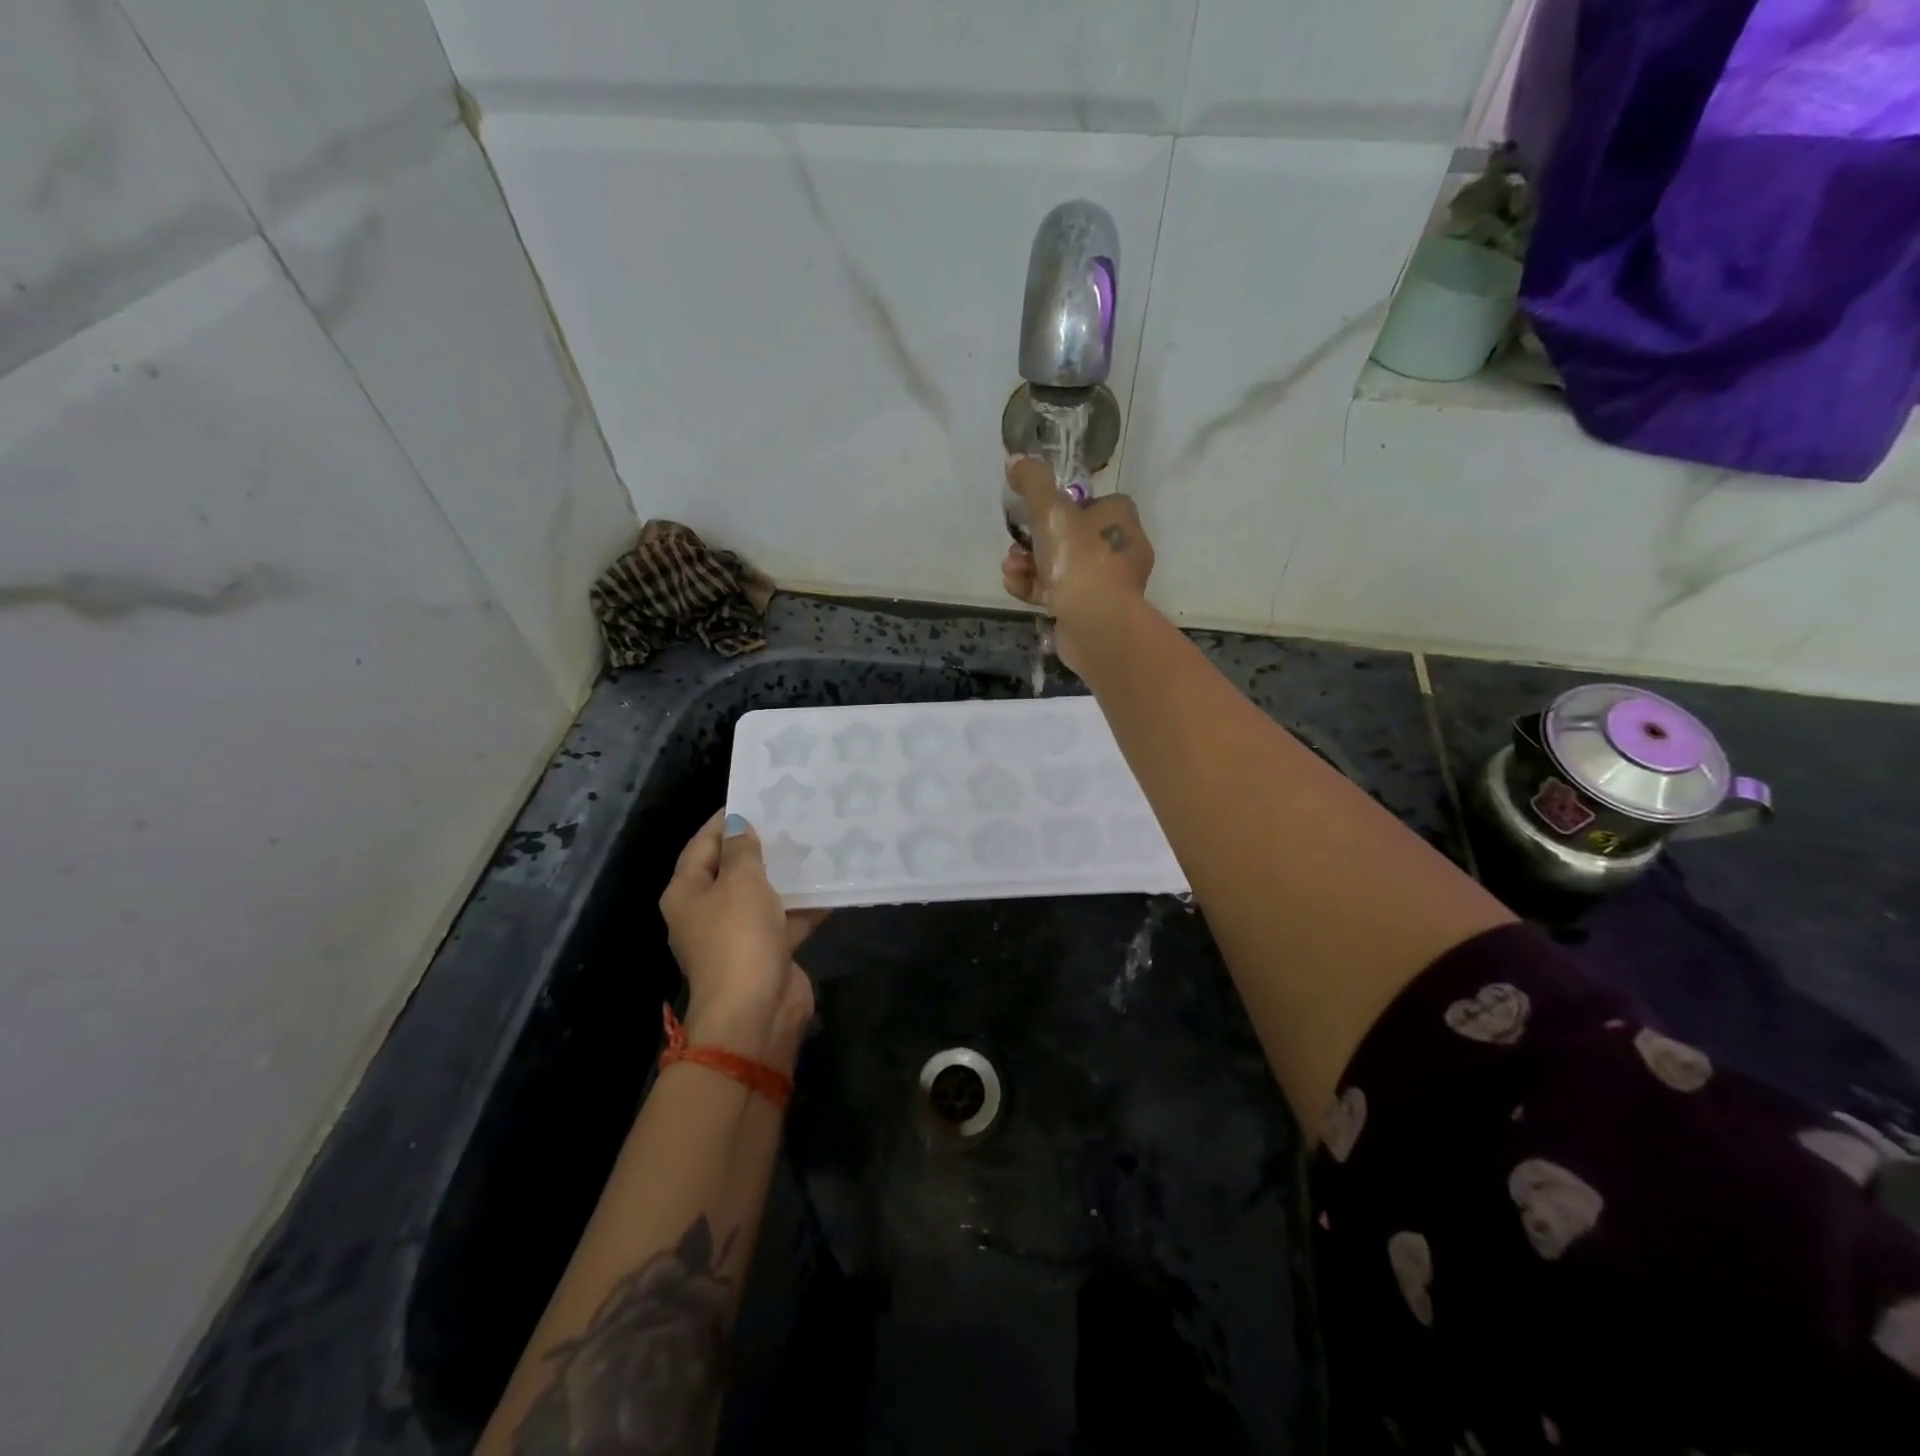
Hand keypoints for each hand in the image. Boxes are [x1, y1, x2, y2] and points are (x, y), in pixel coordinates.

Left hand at [658, 811, 826, 1069]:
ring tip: (814, 843)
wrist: (756, 1011)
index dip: (725, 821)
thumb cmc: (738, 937)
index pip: (702, 844)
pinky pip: (786, 920)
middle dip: (760, 846)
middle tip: (791, 818)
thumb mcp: (740, 882)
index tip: (755, 798)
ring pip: (762, 895)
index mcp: (687, 893)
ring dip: (785, 875)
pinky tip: (832, 884)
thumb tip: (738, 826)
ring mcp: (738, 935)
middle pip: (732, 870)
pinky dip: (805, 906)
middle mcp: (707, 912)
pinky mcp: (767, 952)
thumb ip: (742, 850)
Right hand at [1001, 457, 1153, 669]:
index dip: (1059, 507)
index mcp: (1120, 518)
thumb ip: (1033, 482)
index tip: (1033, 514)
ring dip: (1028, 564)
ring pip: (1061, 566)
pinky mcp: (1093, 611)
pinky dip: (1035, 588)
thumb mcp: (1051, 511)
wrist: (1097, 623)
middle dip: (1034, 540)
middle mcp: (1120, 548)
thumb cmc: (1080, 560)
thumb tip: (1015, 460)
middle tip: (1015, 545)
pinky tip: (1015, 586)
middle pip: (1069, 536)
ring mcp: (1108, 583)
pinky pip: (1060, 593)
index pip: (1089, 502)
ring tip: (1010, 568)